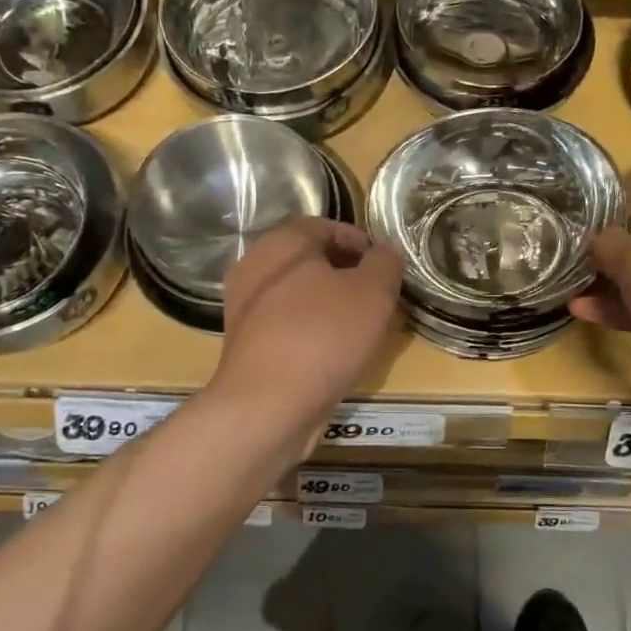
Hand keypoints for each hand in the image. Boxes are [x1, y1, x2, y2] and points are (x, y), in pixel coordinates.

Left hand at [215, 217, 403, 423]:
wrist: (268, 405)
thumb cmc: (323, 335)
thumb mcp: (373, 292)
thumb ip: (385, 263)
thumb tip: (385, 253)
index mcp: (280, 243)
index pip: (323, 225)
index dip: (358, 240)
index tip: (383, 265)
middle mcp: (255, 268)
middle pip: (309, 261)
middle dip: (347, 275)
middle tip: (379, 297)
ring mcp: (245, 309)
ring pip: (299, 296)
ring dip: (332, 306)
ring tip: (364, 329)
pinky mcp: (247, 345)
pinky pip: (288, 326)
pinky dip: (314, 332)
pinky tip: (338, 354)